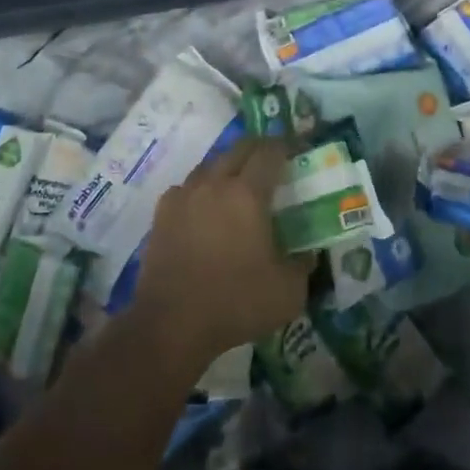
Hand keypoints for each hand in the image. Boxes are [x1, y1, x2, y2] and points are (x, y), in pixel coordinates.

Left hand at [133, 138, 311, 364]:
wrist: (171, 323)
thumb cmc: (236, 303)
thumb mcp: (289, 291)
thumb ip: (303, 264)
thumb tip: (308, 252)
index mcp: (247, 194)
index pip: (270, 152)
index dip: (287, 146)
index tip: (298, 151)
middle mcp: (214, 183)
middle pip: (239, 149)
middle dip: (259, 149)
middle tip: (273, 163)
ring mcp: (184, 196)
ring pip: (210, 165)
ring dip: (229, 167)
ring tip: (239, 185)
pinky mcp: (162, 213)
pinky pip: (187, 187)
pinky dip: (202, 189)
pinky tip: (205, 208)